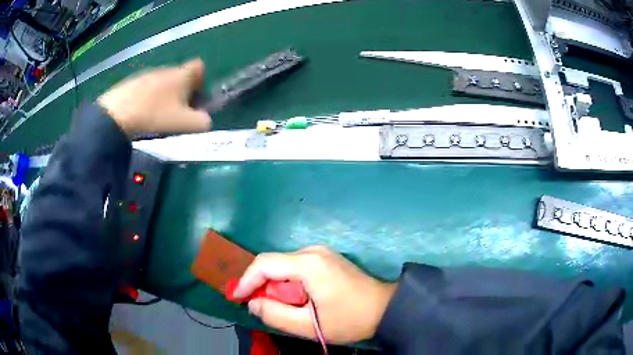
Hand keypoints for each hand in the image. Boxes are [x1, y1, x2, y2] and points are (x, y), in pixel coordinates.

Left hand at [98, 59, 210, 135]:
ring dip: (165, 94)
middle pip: (181, 75)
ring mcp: (148, 74)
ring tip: (158, 114)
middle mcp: (167, 69)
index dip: (202, 79)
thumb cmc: (155, 115)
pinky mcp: (133, 82)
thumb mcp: (184, 123)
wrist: (117, 114)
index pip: (199, 66)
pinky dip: (149, 97)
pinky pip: (148, 87)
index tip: (196, 96)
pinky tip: (143, 112)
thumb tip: (206, 121)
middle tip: (178, 111)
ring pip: (164, 81)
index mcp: (182, 75)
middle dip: (183, 90)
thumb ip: (202, 122)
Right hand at [233, 246, 396, 343]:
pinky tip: (298, 300)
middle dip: (263, 286)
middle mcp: (313, 251)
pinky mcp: (326, 258)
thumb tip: (253, 303)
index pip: (264, 264)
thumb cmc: (350, 319)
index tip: (236, 297)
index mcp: (309, 264)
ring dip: (277, 287)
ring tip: (284, 308)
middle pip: (274, 264)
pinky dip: (289, 283)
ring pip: (284, 266)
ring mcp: (321, 252)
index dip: (246, 280)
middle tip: (262, 308)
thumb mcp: (309, 326)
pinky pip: (297, 267)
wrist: (385, 308)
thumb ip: (275, 315)